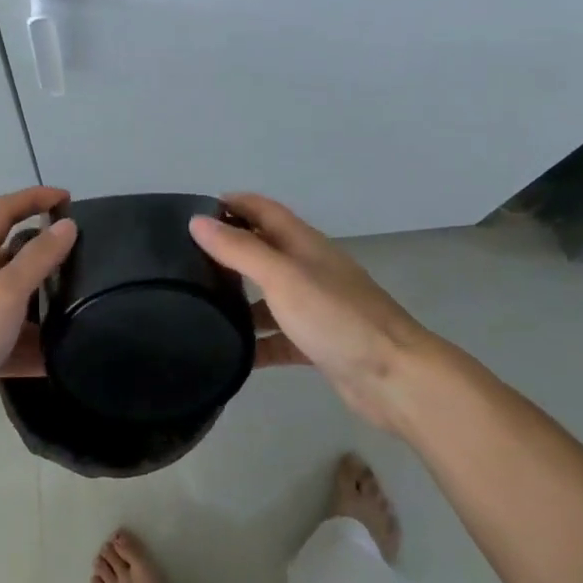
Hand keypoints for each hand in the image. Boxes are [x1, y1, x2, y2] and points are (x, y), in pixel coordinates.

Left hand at [0, 186, 78, 449]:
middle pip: (10, 255)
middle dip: (44, 252)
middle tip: (84, 259)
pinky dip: (32, 347)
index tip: (69, 199)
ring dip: (42, 303)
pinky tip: (60, 360)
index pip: (3, 211)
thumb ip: (37, 260)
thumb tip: (67, 225)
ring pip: (12, 302)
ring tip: (82, 308)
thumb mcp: (4, 295)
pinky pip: (9, 342)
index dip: (33, 198)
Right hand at [189, 193, 443, 433]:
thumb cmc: (336, 317)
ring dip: (239, 298)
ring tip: (198, 305)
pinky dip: (257, 342)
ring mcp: (315, 308)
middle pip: (263, 250)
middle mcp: (309, 269)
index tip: (193, 211)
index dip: (232, 204)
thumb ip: (239, 249)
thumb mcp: (282, 277)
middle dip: (229, 249)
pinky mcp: (318, 344)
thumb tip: (197, 221)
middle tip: (186, 260)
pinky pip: (278, 337)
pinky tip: (232, 354)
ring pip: (269, 295)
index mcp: (303, 244)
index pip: (262, 210)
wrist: (395, 378)